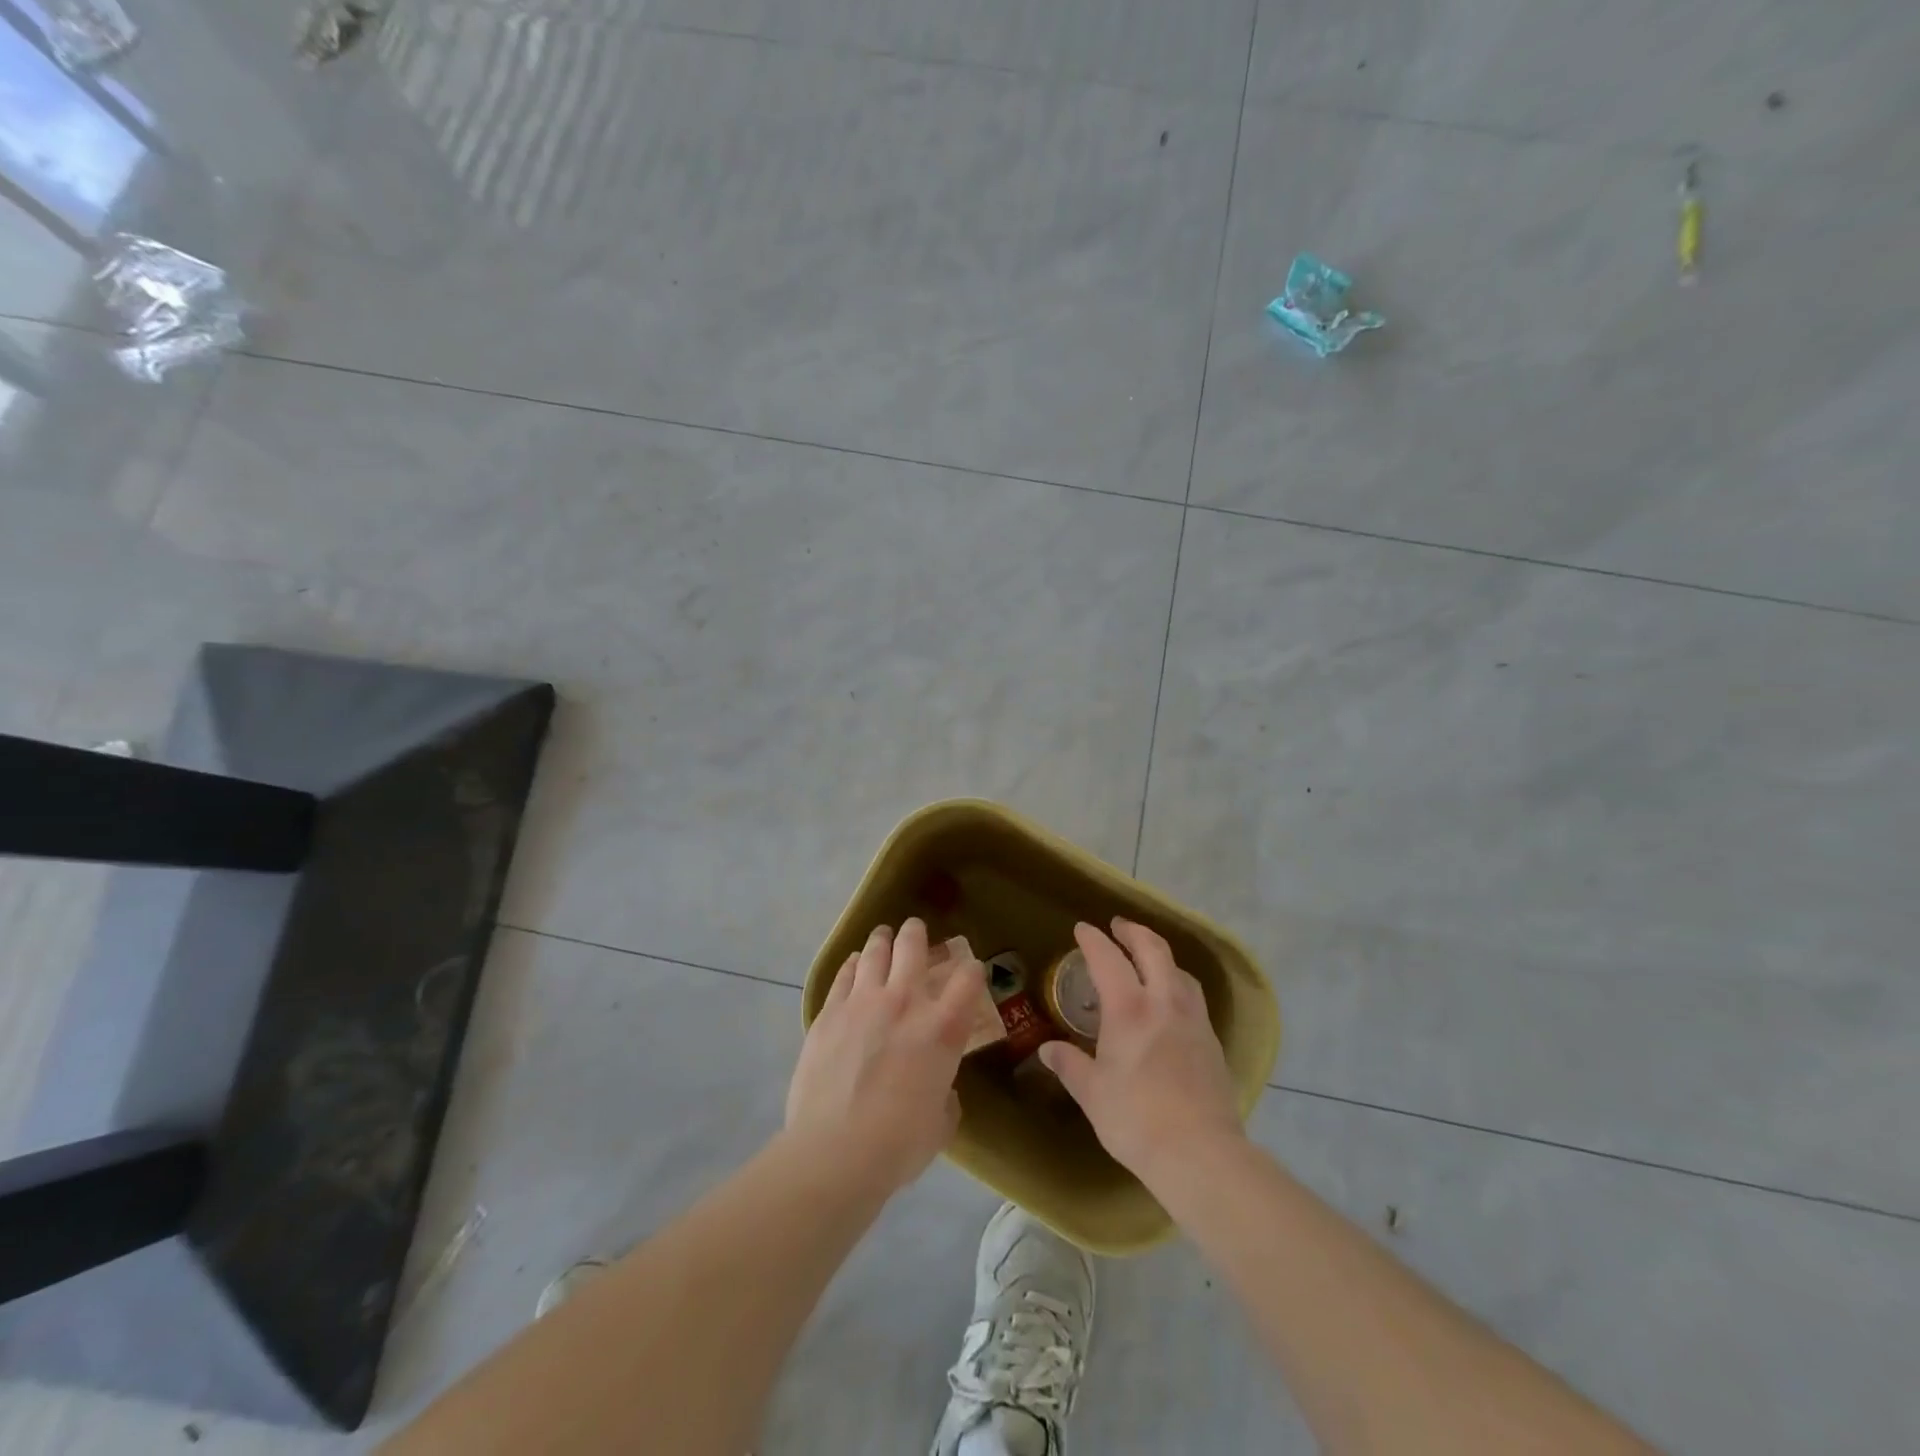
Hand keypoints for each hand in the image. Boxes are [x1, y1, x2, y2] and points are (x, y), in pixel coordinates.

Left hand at [786, 919, 986, 1194]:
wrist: (834, 1151)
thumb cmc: (898, 1144)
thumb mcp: (940, 1123)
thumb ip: (945, 1096)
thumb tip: (939, 1089)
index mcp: (943, 1028)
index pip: (968, 978)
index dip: (972, 969)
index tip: (970, 970)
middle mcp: (906, 1002)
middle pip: (914, 946)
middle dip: (918, 933)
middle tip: (916, 932)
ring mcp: (863, 1001)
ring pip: (875, 951)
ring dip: (883, 939)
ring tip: (883, 936)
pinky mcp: (829, 1011)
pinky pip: (844, 974)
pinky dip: (853, 964)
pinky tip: (855, 963)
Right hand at [1039, 919, 1244, 1185]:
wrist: (1201, 1153)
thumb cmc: (1136, 1119)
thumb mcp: (1092, 1093)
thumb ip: (1070, 1065)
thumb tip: (1048, 1050)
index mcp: (1129, 1009)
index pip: (1108, 958)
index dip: (1093, 939)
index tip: (1082, 929)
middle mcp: (1164, 1002)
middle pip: (1153, 949)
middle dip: (1133, 931)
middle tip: (1118, 926)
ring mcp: (1194, 1020)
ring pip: (1179, 970)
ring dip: (1160, 955)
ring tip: (1147, 960)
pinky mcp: (1212, 1041)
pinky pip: (1192, 996)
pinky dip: (1176, 984)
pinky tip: (1170, 1003)